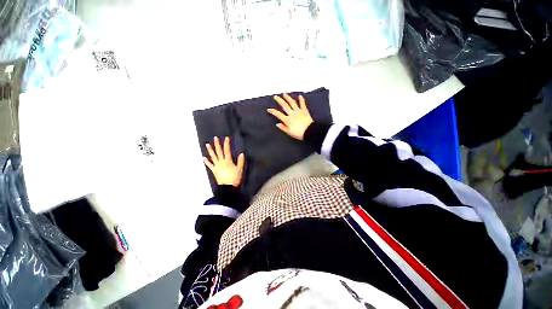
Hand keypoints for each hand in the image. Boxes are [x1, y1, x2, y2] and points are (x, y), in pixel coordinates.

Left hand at [203, 136, 244, 186]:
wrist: (228, 187)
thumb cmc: (235, 178)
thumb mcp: (240, 169)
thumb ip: (240, 161)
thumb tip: (241, 154)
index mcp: (228, 161)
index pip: (227, 151)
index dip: (227, 144)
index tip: (226, 138)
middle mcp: (221, 162)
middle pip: (219, 152)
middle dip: (217, 144)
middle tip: (215, 138)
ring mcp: (217, 166)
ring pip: (213, 157)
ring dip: (210, 150)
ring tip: (207, 144)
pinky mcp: (214, 171)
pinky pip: (210, 165)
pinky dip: (206, 161)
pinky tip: (203, 158)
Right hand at [268, 93, 313, 140]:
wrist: (309, 131)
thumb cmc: (299, 133)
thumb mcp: (289, 132)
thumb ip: (283, 127)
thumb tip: (277, 124)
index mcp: (287, 120)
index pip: (278, 114)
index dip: (273, 111)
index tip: (268, 109)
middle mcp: (292, 113)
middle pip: (284, 105)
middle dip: (279, 100)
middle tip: (276, 96)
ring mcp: (298, 111)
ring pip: (292, 103)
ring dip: (288, 97)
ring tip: (284, 94)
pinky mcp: (304, 110)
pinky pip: (302, 104)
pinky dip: (301, 100)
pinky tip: (300, 96)